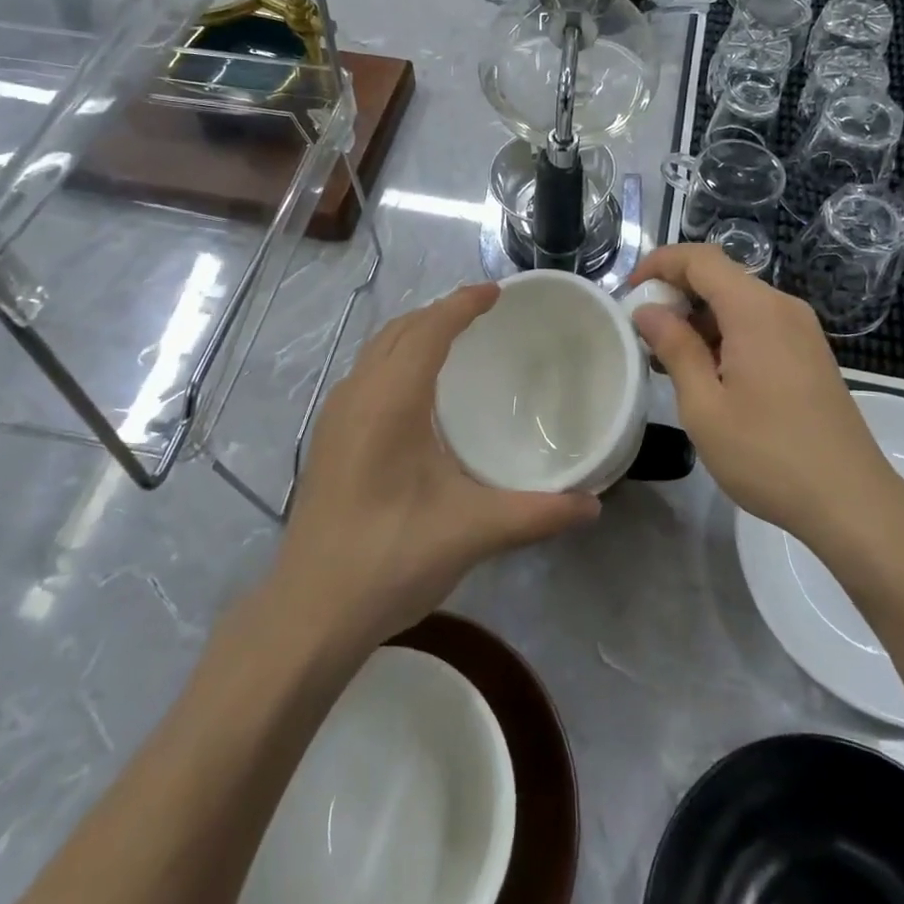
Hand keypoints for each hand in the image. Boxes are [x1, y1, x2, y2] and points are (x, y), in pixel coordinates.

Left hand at [273, 284, 599, 650]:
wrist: (310, 612)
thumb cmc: (391, 557)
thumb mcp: (472, 531)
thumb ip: (537, 513)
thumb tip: (592, 504)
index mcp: (390, 399)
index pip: (430, 329)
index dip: (463, 303)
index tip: (496, 291)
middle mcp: (358, 394)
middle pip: (400, 330)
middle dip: (441, 312)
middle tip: (483, 313)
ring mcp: (335, 416)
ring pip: (377, 350)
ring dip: (415, 333)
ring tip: (453, 340)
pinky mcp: (327, 439)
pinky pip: (366, 374)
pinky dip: (395, 358)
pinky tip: (416, 392)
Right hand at [628, 243, 903, 553]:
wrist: (852, 502)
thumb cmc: (768, 454)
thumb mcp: (704, 405)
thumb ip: (674, 348)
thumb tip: (648, 311)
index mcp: (755, 310)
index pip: (700, 259)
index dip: (659, 264)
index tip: (629, 292)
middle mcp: (782, 307)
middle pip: (720, 277)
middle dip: (676, 294)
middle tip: (643, 333)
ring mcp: (801, 330)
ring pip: (738, 302)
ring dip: (699, 318)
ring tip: (668, 360)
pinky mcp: (809, 353)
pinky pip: (758, 324)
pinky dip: (725, 334)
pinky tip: (708, 374)